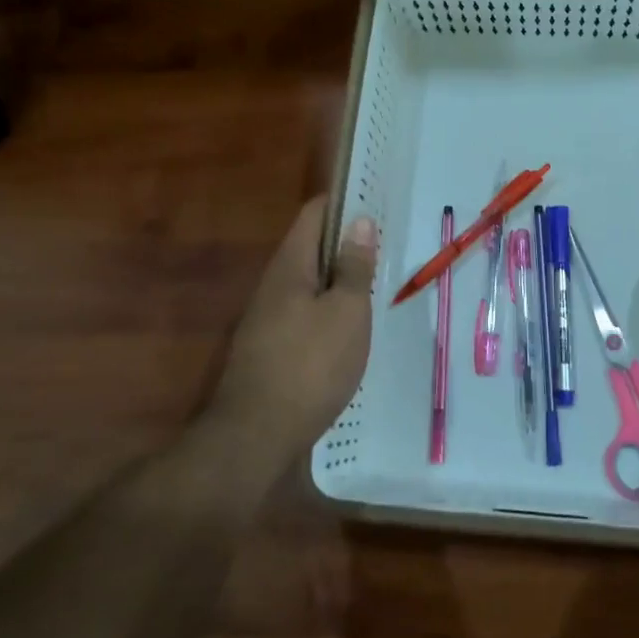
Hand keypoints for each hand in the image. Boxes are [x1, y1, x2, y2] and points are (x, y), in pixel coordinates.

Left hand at [212, 196, 377, 451]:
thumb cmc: (310, 366)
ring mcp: (265, 318)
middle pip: (308, 248)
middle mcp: (272, 285)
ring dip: (336, 278)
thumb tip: (359, 221)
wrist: (255, 436)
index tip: (374, 202)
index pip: (313, 215)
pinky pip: (302, 312)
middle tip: (383, 246)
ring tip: (372, 284)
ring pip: (306, 283)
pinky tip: (347, 327)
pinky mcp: (268, 348)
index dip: (342, 203)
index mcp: (290, 266)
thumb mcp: (346, 313)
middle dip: (344, 243)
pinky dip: (326, 308)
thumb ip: (353, 267)